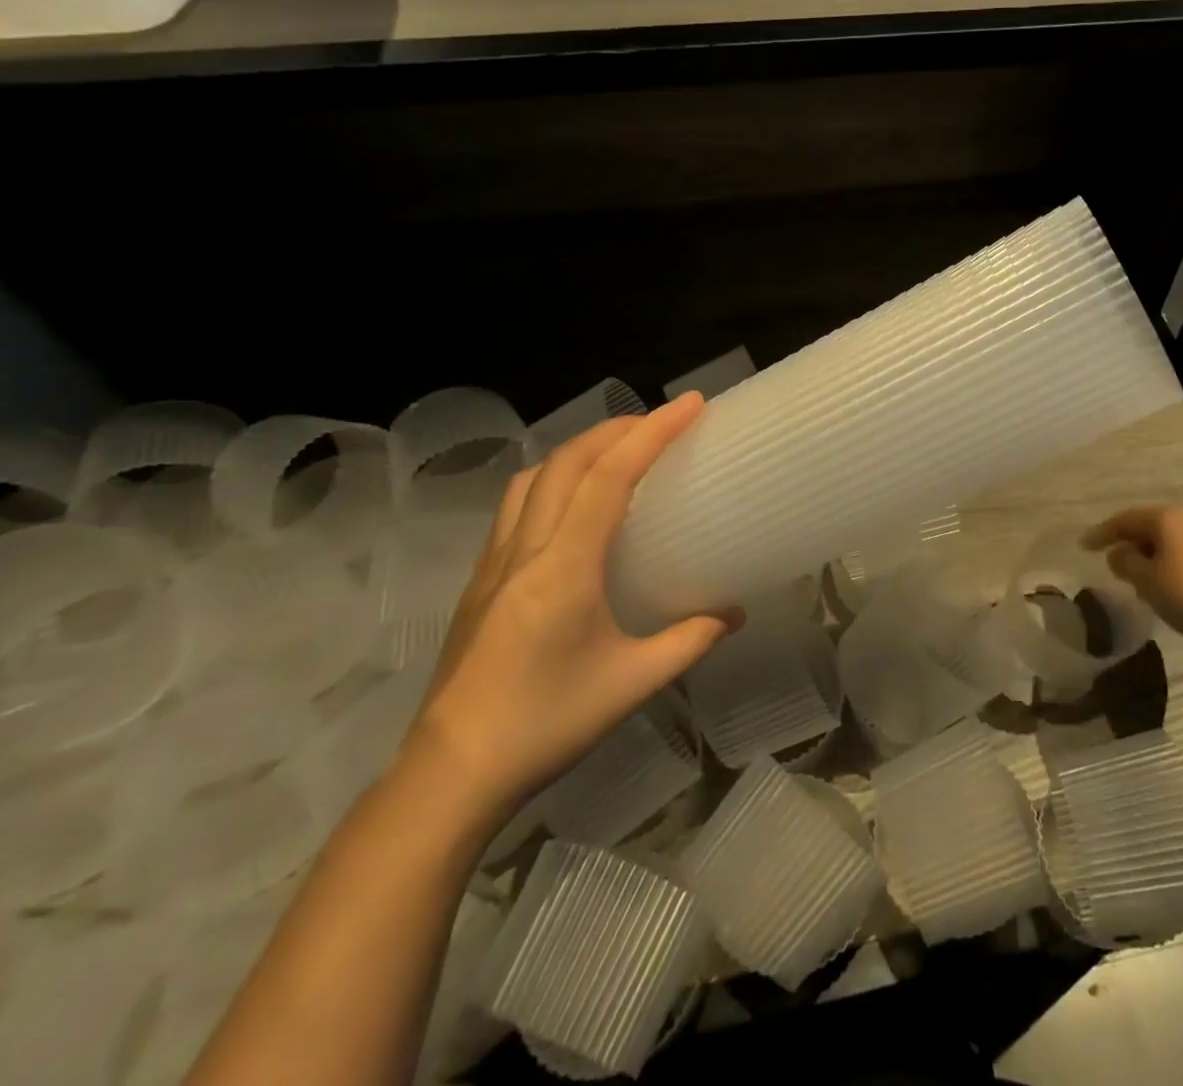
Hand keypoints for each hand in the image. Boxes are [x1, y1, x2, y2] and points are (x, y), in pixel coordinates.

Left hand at [404, 394, 739, 829]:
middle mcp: (523, 550)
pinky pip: (516, 505)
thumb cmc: (545, 726)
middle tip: (661, 423)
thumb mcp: (632, 684)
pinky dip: (552, 480)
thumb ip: (689, 641)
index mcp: (563, 568)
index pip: (610, 478)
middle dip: (617, 429)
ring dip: (579, 450)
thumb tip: (733, 614)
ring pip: (533, 477)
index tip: (691, 405)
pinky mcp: (479, 581)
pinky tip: (572, 506)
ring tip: (618, 453)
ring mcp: (493, 563)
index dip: (652, 433)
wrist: (449, 776)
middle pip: (567, 461)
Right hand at [1082, 506, 1182, 675]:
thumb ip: (1126, 563)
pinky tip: (1176, 582)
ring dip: (1158, 553)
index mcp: (1168, 517)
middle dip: (1134, 542)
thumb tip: (1119, 553)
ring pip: (1178, 537)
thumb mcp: (1147, 582)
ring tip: (1146, 576)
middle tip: (1117, 561)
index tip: (1085, 546)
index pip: (1127, 519)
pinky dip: (1180, 560)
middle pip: (1155, 524)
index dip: (1103, 533)